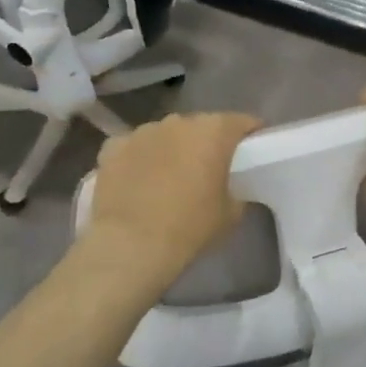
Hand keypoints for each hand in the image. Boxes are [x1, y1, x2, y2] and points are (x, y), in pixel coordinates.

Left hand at [85, 112, 261, 288]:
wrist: (131, 244)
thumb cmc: (190, 227)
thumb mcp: (231, 213)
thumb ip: (235, 190)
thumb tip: (227, 188)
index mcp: (214, 131)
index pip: (241, 122)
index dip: (250, 134)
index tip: (253, 150)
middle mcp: (178, 122)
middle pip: (201, 126)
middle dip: (207, 142)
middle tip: (209, 168)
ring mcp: (142, 131)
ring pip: (165, 135)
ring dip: (172, 149)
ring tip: (170, 177)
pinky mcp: (112, 147)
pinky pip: (134, 147)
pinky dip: (139, 158)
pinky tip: (138, 181)